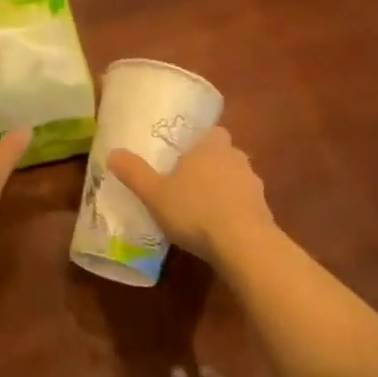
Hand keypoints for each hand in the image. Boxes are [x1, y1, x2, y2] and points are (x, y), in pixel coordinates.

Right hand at [108, 126, 276, 268]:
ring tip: (203, 208)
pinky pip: (246, 204)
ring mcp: (254, 185)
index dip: (201, 141)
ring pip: (237, 179)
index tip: (186, 154)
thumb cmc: (195, 210)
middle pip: (225, 154)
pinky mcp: (265, 211)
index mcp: (211, 147)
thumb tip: (113, 153)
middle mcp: (236, 159)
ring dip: (224, 189)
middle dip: (211, 165)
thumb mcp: (155, 194)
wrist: (244, 244)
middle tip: (189, 181)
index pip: (213, 132)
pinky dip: (235, 211)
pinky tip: (220, 229)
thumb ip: (134, 173)